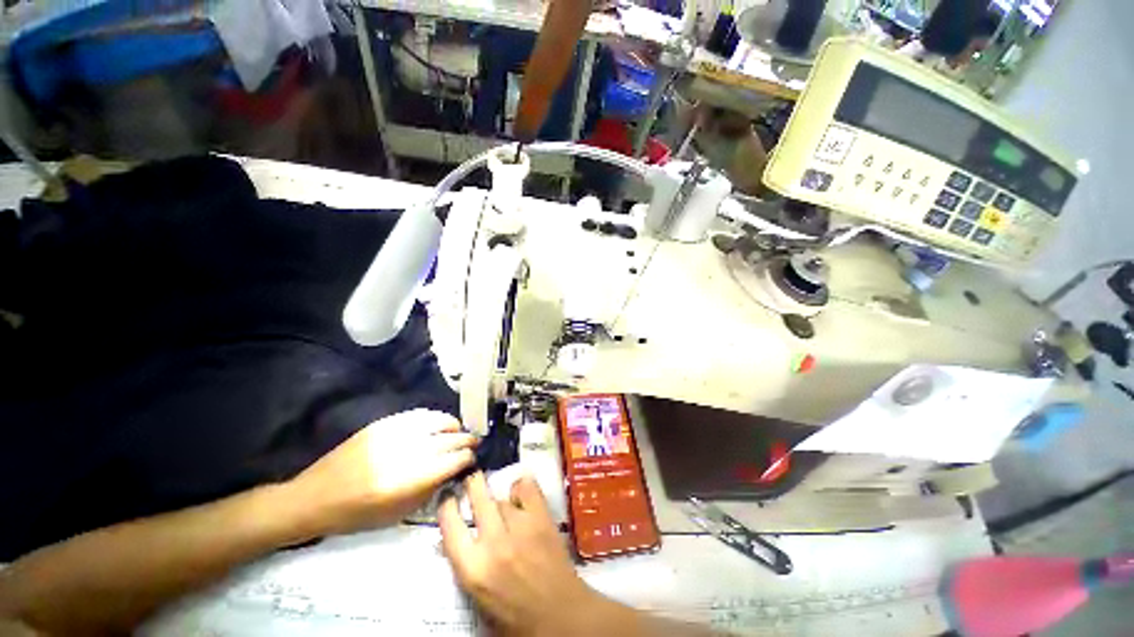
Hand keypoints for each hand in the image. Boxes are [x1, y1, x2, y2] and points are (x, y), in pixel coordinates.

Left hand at [288, 409, 476, 537]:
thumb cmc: (355, 516)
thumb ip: (429, 490)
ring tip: (459, 432)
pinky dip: (435, 418)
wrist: (312, 498)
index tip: (472, 459)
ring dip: (453, 427)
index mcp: (404, 482)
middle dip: (465, 441)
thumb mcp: (396, 515)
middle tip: (474, 444)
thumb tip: (452, 470)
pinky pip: (418, 415)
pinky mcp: (382, 424)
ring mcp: (391, 434)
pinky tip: (440, 424)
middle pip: (447, 441)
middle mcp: (401, 453)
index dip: (466, 459)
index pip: (450, 462)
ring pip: (436, 422)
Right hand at [439, 473, 622, 635]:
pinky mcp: (541, 518)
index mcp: (473, 568)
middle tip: (472, 478)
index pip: (450, 525)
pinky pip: (527, 488)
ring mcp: (519, 526)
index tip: (448, 497)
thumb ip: (466, 564)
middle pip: (478, 496)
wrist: (560, 616)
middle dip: (473, 483)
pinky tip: (521, 493)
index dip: (447, 506)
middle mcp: (493, 542)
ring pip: (502, 497)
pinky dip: (522, 486)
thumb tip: (452, 539)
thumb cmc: (515, 615)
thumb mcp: (478, 597)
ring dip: (499, 499)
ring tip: (502, 503)